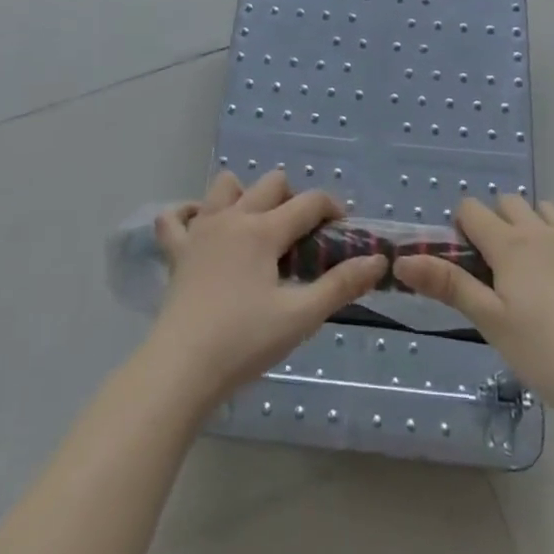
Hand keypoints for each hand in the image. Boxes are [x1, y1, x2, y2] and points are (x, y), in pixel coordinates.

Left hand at [145, 169, 387, 407]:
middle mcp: (233, 218)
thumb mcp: (301, 317)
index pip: (308, 202)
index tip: (343, 230)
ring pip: (224, 187)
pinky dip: (189, 214)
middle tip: (301, 238)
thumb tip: (377, 260)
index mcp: (264, 230)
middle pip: (271, 183)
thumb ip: (341, 285)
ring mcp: (200, 230)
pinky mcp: (176, 251)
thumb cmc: (244, 342)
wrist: (181, 369)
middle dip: (293, 199)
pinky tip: (202, 228)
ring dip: (244, 195)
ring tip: (256, 229)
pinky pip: (175, 217)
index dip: (332, 209)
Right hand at [394, 196, 553, 421]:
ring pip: (549, 211)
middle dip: (496, 220)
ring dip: (536, 225)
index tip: (465, 261)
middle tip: (496, 267)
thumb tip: (402, 259)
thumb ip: (448, 285)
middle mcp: (541, 233)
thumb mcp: (489, 322)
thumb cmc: (544, 351)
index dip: (462, 227)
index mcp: (509, 244)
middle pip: (510, 203)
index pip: (472, 209)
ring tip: (534, 265)